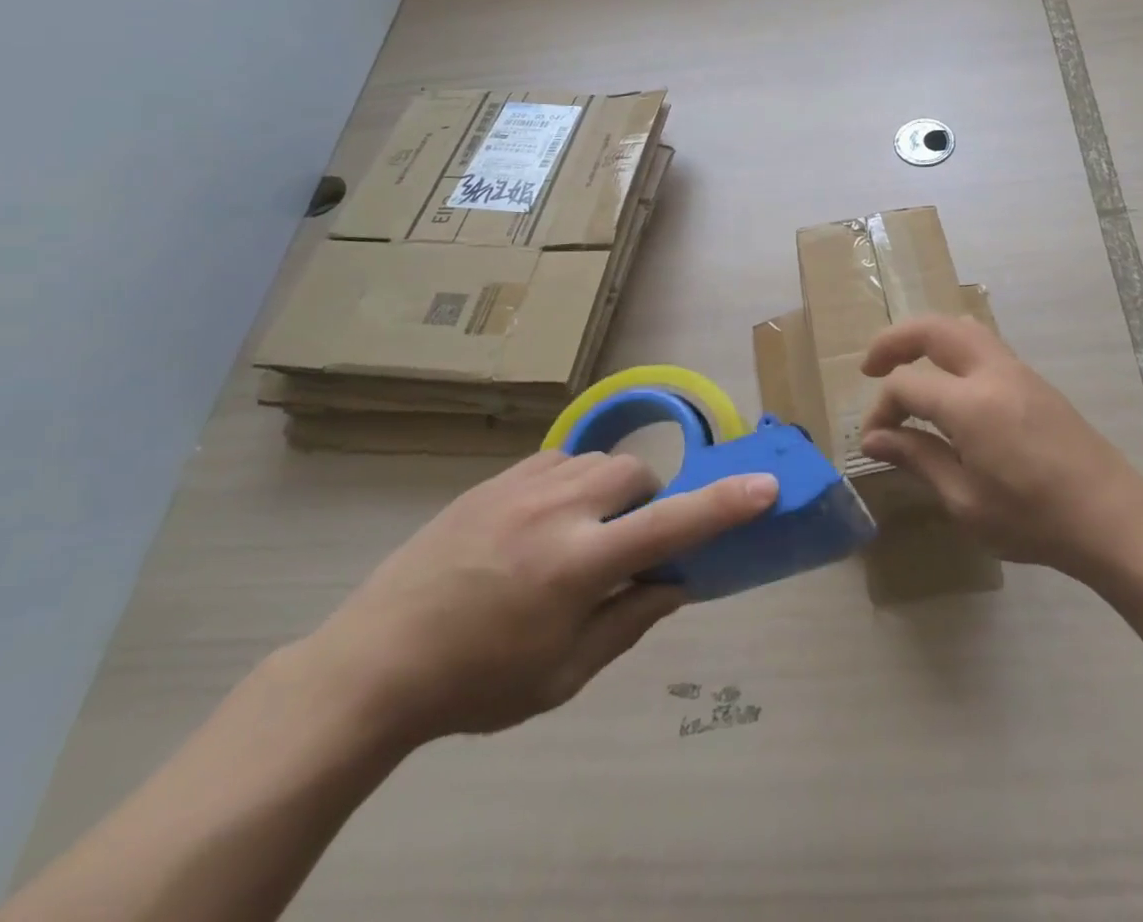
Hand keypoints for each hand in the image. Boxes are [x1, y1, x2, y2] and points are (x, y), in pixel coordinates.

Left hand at [302, 451, 776, 746]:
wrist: (375, 659)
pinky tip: (542, 523)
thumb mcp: (563, 674)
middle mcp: (558, 509)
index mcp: (578, 565)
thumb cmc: (476, 682)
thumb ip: (631, 621)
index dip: (725, 505)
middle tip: (623, 545)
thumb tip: (678, 582)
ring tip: (579, 535)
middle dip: (647, 502)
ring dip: (610, 492)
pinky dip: (573, 484)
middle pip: (637, 474)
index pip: (670, 525)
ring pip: (599, 461)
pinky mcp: (497, 477)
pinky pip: (561, 460)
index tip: (766, 486)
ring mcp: (523, 484)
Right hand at [858, 316, 1142, 581]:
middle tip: (870, 366)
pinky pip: (983, 343)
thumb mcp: (965, 501)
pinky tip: (948, 382)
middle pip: (933, 329)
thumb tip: (874, 439)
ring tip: (905, 364)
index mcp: (970, 405)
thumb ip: (917, 459)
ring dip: (925, 336)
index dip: (881, 409)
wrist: (1112, 518)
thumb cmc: (1034, 520)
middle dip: (894, 340)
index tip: (874, 440)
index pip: (907, 385)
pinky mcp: (1033, 380)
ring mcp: (1017, 370)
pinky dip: (952, 347)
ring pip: (961, 327)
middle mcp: (992, 373)